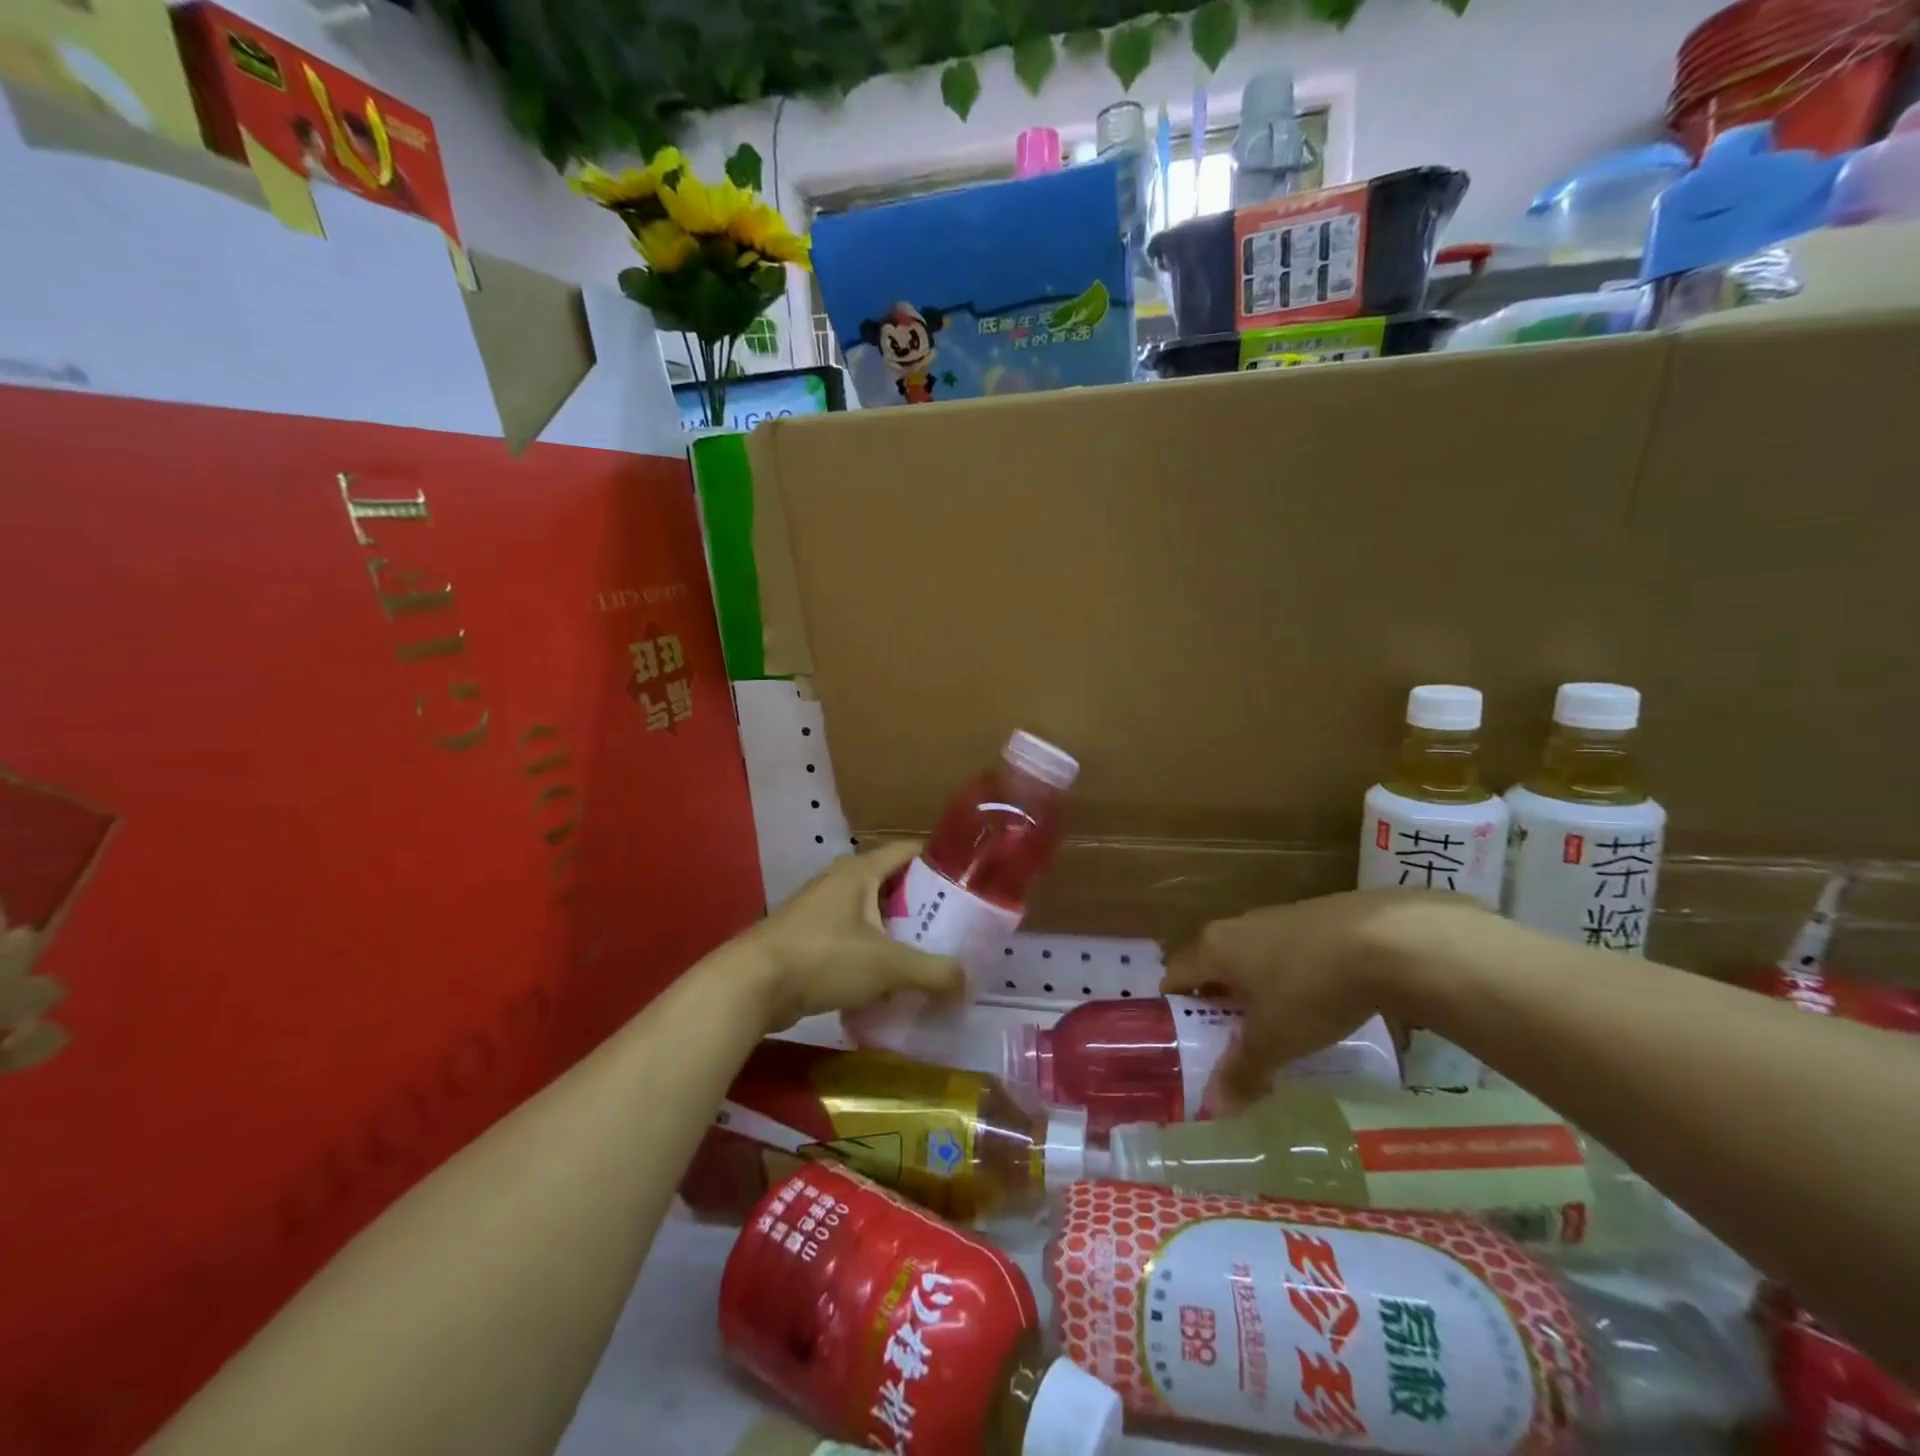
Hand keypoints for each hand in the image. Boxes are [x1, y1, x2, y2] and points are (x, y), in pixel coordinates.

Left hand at [736, 841, 963, 1032]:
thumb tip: (968, 982)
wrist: (751, 985)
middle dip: (923, 907)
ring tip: (929, 956)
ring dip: (898, 934)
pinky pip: (853, 940)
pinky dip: (873, 955)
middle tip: (955, 929)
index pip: (909, 851)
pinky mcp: (809, 939)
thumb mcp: (887, 965)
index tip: (968, 883)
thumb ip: (933, 972)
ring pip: (872, 916)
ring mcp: (821, 910)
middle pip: (893, 886)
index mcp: (860, 871)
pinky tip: (891, 982)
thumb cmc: (823, 957)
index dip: (939, 862)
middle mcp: (841, 882)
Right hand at [1162, 889, 1488, 1105]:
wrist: (1386, 942)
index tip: (1186, 1040)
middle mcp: (1236, 926)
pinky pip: (1286, 953)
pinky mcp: (1313, 918)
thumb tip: (1214, 1107)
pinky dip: (1290, 978)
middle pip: (1212, 966)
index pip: (1175, 974)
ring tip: (1278, 1028)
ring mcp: (1276, 917)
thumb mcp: (1275, 1040)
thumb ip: (1242, 1071)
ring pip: (1251, 959)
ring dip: (1256, 991)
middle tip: (1233, 1043)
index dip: (1175, 1008)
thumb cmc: (1310, 989)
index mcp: (1213, 947)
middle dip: (1218, 1004)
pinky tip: (1318, 1004)